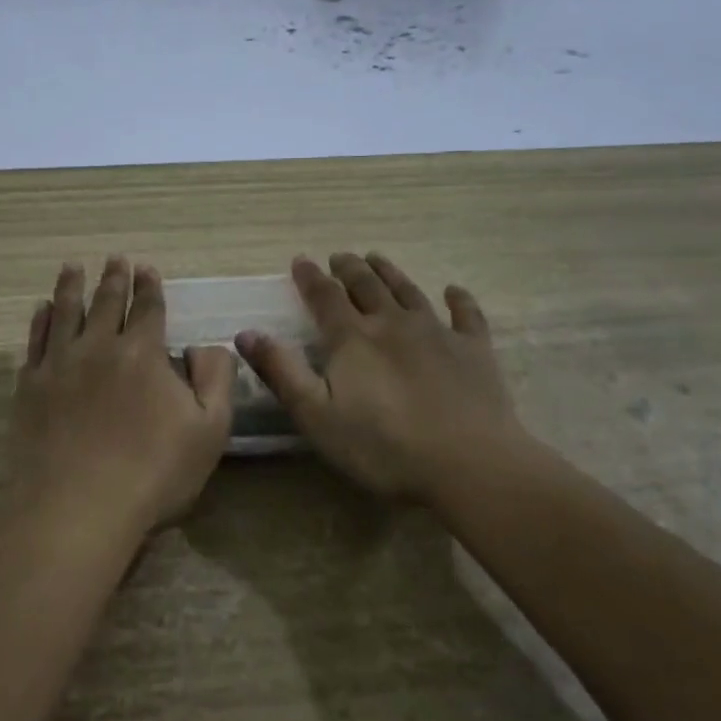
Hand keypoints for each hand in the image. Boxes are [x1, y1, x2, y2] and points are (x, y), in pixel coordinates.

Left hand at [10, 257, 235, 538]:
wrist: (77, 506)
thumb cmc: (153, 472)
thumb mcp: (209, 429)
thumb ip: (216, 379)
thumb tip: (209, 345)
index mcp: (143, 353)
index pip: (148, 308)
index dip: (150, 287)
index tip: (146, 268)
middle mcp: (99, 347)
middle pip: (106, 303)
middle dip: (114, 278)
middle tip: (115, 259)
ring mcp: (59, 364)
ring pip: (66, 312)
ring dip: (72, 286)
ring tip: (73, 267)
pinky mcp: (31, 387)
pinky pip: (35, 341)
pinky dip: (40, 320)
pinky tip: (42, 309)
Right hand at [236, 253, 528, 503]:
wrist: (468, 463)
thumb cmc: (382, 447)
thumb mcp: (316, 416)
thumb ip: (281, 372)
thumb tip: (246, 332)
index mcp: (353, 339)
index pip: (325, 296)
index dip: (310, 277)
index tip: (301, 261)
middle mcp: (392, 323)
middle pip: (367, 286)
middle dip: (349, 268)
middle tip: (340, 256)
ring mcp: (437, 333)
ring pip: (409, 291)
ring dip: (391, 273)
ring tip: (377, 258)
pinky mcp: (474, 350)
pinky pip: (466, 315)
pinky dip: (459, 300)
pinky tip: (454, 291)